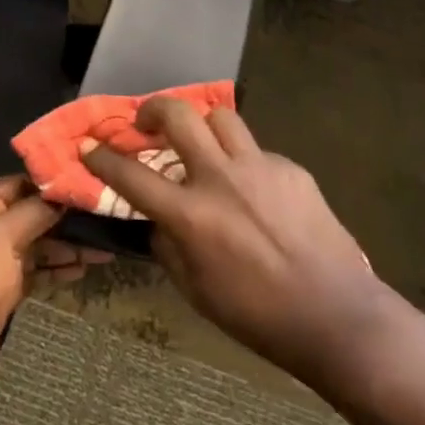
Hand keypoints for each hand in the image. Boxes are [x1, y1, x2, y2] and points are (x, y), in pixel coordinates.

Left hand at [0, 176, 112, 411]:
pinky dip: (57, 269)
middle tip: (103, 216)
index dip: (49, 184)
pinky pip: (35, 273)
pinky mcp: (3, 293)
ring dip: (66, 246)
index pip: (17, 185)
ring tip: (104, 247)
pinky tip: (83, 268)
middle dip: (63, 218)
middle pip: (29, 216)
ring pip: (36, 246)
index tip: (85, 184)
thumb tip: (62, 195)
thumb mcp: (4, 236)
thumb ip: (34, 212)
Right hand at [84, 98, 384, 381]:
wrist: (336, 316)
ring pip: (221, 117)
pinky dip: (244, 162)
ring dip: (202, 124)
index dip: (102, 157)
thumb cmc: (256, 315)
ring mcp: (260, 168)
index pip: (131, 175)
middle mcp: (220, 179)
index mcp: (190, 215)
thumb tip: (156, 219)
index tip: (88, 145)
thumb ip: (167, 246)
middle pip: (178, 116)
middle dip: (153, 108)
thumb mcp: (194, 289)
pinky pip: (257, 151)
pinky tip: (254, 190)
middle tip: (147, 121)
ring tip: (201, 143)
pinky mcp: (292, 169)